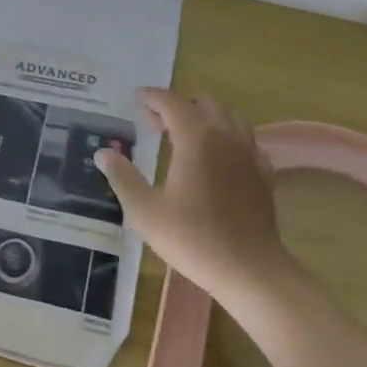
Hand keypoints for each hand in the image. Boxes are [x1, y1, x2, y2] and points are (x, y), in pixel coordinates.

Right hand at [94, 89, 296, 309]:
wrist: (250, 270)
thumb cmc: (193, 238)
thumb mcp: (145, 211)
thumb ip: (123, 177)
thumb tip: (103, 153)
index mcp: (195, 137)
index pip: (171, 102)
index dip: (152, 96)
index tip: (137, 97)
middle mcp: (225, 135)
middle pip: (204, 103)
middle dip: (178, 105)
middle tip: (157, 123)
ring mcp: (249, 153)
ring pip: (230, 117)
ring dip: (207, 118)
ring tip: (187, 137)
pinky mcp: (264, 173)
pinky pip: (246, 142)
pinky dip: (229, 139)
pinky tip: (219, 159)